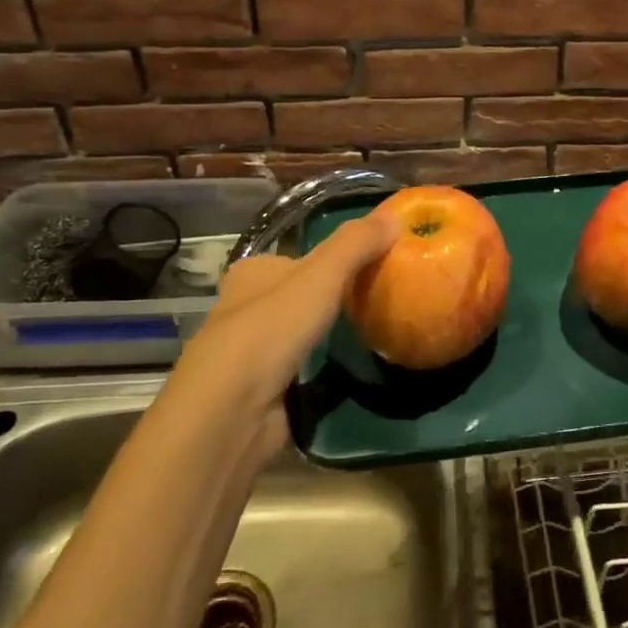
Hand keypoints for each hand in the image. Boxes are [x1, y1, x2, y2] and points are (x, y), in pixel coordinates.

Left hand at [169, 213, 401, 462]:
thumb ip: (356, 244)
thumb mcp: (320, 275)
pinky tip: (351, 371)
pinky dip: (324, 371)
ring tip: (374, 334)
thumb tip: (395, 215)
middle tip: (380, 301)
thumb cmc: (271, 329)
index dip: (332, 259)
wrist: (232, 412)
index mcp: (251, 274)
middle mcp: (245, 309)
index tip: (372, 266)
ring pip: (300, 335)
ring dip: (329, 337)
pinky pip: (302, 371)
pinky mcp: (262, 391)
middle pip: (299, 296)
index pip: (296, 258)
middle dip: (333, 300)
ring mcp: (252, 354)